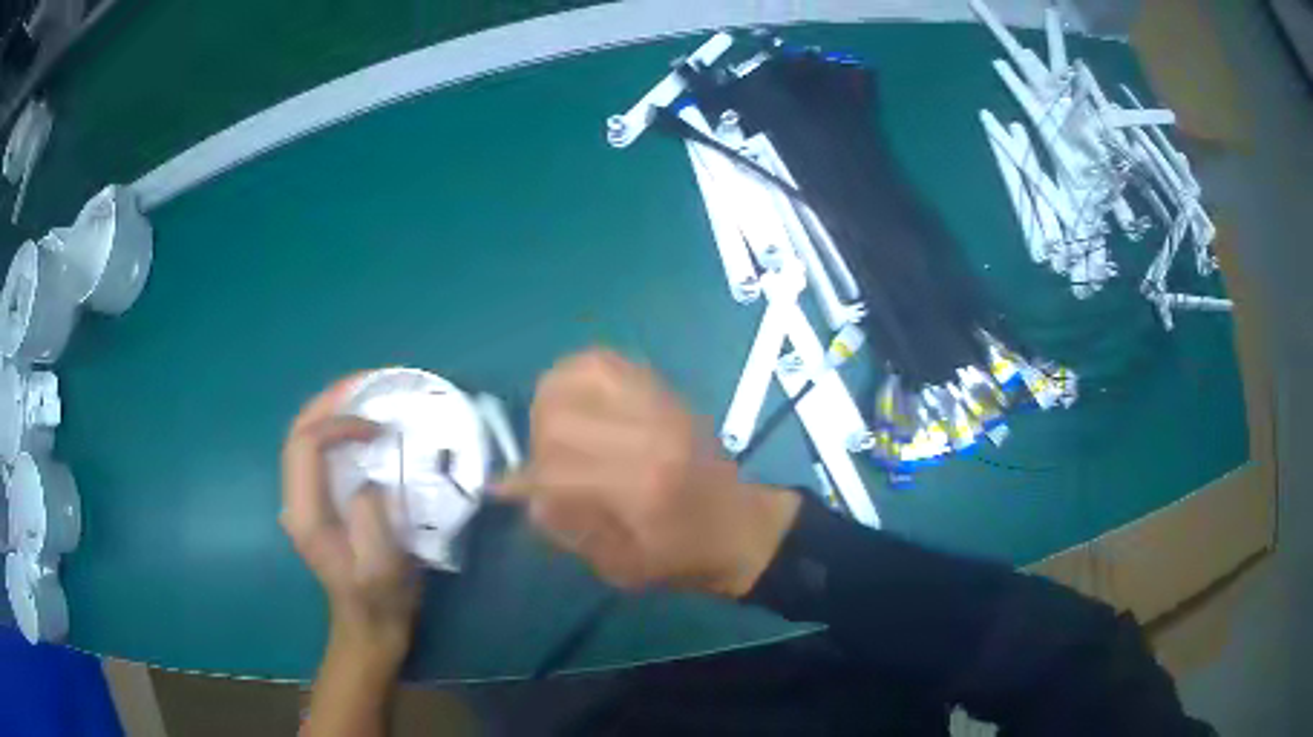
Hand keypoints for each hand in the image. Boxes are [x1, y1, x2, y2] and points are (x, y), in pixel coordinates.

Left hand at [280, 377, 421, 665]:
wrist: (369, 627)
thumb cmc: (381, 600)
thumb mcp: (385, 566)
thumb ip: (371, 517)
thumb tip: (368, 477)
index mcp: (308, 515)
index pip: (306, 445)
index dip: (339, 424)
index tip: (379, 429)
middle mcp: (295, 502)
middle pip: (296, 433)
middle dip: (328, 400)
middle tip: (367, 382)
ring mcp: (300, 501)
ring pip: (301, 438)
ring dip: (328, 409)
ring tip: (363, 392)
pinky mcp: (313, 503)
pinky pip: (314, 452)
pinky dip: (331, 427)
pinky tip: (356, 423)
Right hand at [498, 349, 800, 596]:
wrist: (739, 527)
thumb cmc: (679, 558)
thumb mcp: (617, 565)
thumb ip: (562, 524)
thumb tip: (513, 486)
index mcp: (641, 488)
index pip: (554, 468)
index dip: (528, 480)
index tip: (519, 489)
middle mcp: (648, 435)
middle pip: (557, 416)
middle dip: (537, 442)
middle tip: (546, 463)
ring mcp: (658, 404)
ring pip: (574, 377)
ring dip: (551, 404)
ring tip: (557, 430)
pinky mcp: (662, 388)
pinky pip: (600, 360)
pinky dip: (574, 376)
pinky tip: (575, 402)